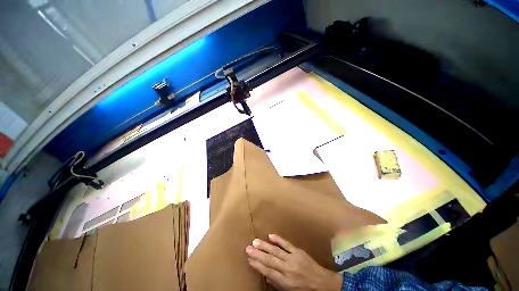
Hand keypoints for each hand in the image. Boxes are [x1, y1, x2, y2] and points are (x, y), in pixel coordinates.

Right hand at [245, 234, 341, 290]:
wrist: (321, 282)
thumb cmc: (304, 289)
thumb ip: (277, 282)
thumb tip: (265, 274)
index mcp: (285, 281)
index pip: (268, 272)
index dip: (258, 265)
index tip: (249, 259)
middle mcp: (288, 269)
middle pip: (270, 260)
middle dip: (258, 254)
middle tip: (248, 248)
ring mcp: (293, 258)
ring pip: (276, 251)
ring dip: (265, 246)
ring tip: (255, 242)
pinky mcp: (298, 251)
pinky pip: (286, 244)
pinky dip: (278, 239)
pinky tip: (270, 235)